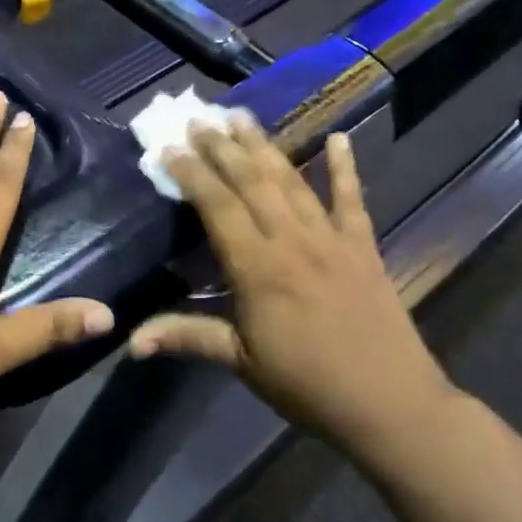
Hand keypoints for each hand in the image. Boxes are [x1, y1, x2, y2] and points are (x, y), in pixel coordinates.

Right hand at [128, 113, 456, 459]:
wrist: (391, 405)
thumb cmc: (307, 385)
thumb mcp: (241, 362)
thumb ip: (187, 337)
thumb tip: (130, 342)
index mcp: (258, 269)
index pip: (218, 207)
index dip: (192, 174)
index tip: (170, 147)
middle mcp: (292, 241)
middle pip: (251, 182)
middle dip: (222, 147)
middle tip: (200, 118)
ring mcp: (331, 239)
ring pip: (291, 181)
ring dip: (265, 146)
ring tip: (242, 116)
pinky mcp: (363, 246)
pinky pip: (352, 199)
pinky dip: (346, 167)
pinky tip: (340, 138)